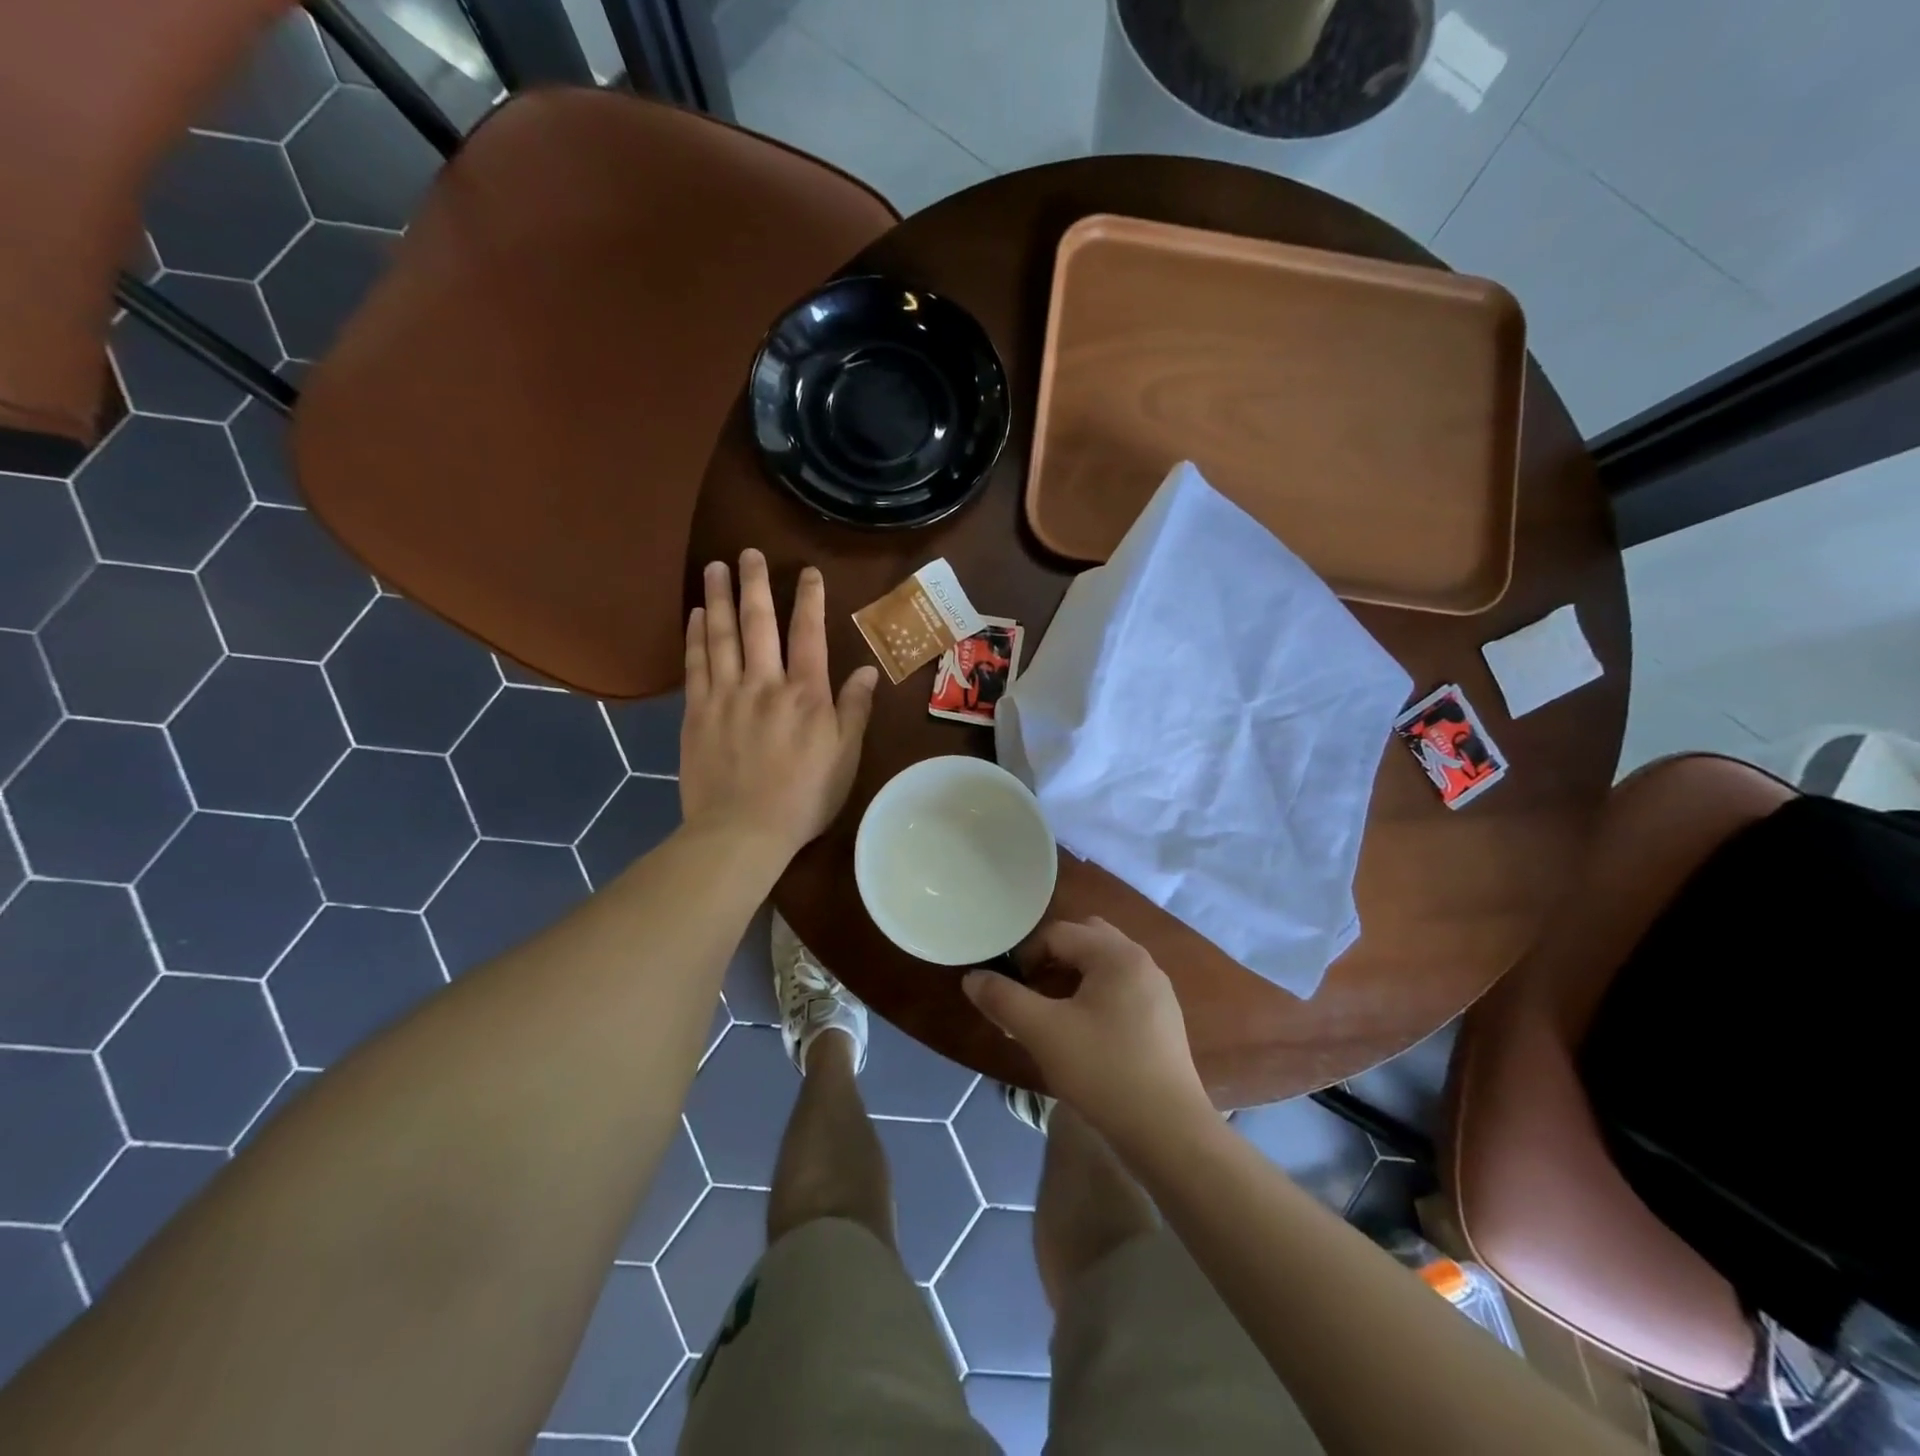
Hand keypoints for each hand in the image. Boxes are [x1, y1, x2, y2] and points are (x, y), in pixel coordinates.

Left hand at [680, 550, 878, 854]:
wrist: (743, 830)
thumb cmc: (804, 797)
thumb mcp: (845, 757)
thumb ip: (855, 710)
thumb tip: (869, 671)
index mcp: (806, 694)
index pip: (809, 635)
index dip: (809, 600)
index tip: (807, 572)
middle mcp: (765, 683)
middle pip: (759, 623)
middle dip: (756, 584)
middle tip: (749, 553)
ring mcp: (726, 695)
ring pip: (721, 635)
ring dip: (718, 598)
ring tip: (715, 568)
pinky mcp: (697, 712)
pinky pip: (695, 664)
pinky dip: (695, 636)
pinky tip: (694, 615)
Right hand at [962, 918, 1212, 1146]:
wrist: (1169, 1133)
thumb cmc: (1103, 1071)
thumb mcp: (1043, 1032)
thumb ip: (1004, 999)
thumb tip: (972, 978)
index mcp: (1116, 954)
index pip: (1057, 933)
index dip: (1025, 956)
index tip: (1009, 991)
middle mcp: (1140, 961)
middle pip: (1084, 939)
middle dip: (1050, 959)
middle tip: (1030, 993)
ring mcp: (1156, 991)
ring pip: (1102, 966)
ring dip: (1071, 979)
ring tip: (1049, 1015)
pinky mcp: (1162, 1020)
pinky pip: (1119, 989)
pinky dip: (1093, 997)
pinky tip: (1082, 1035)